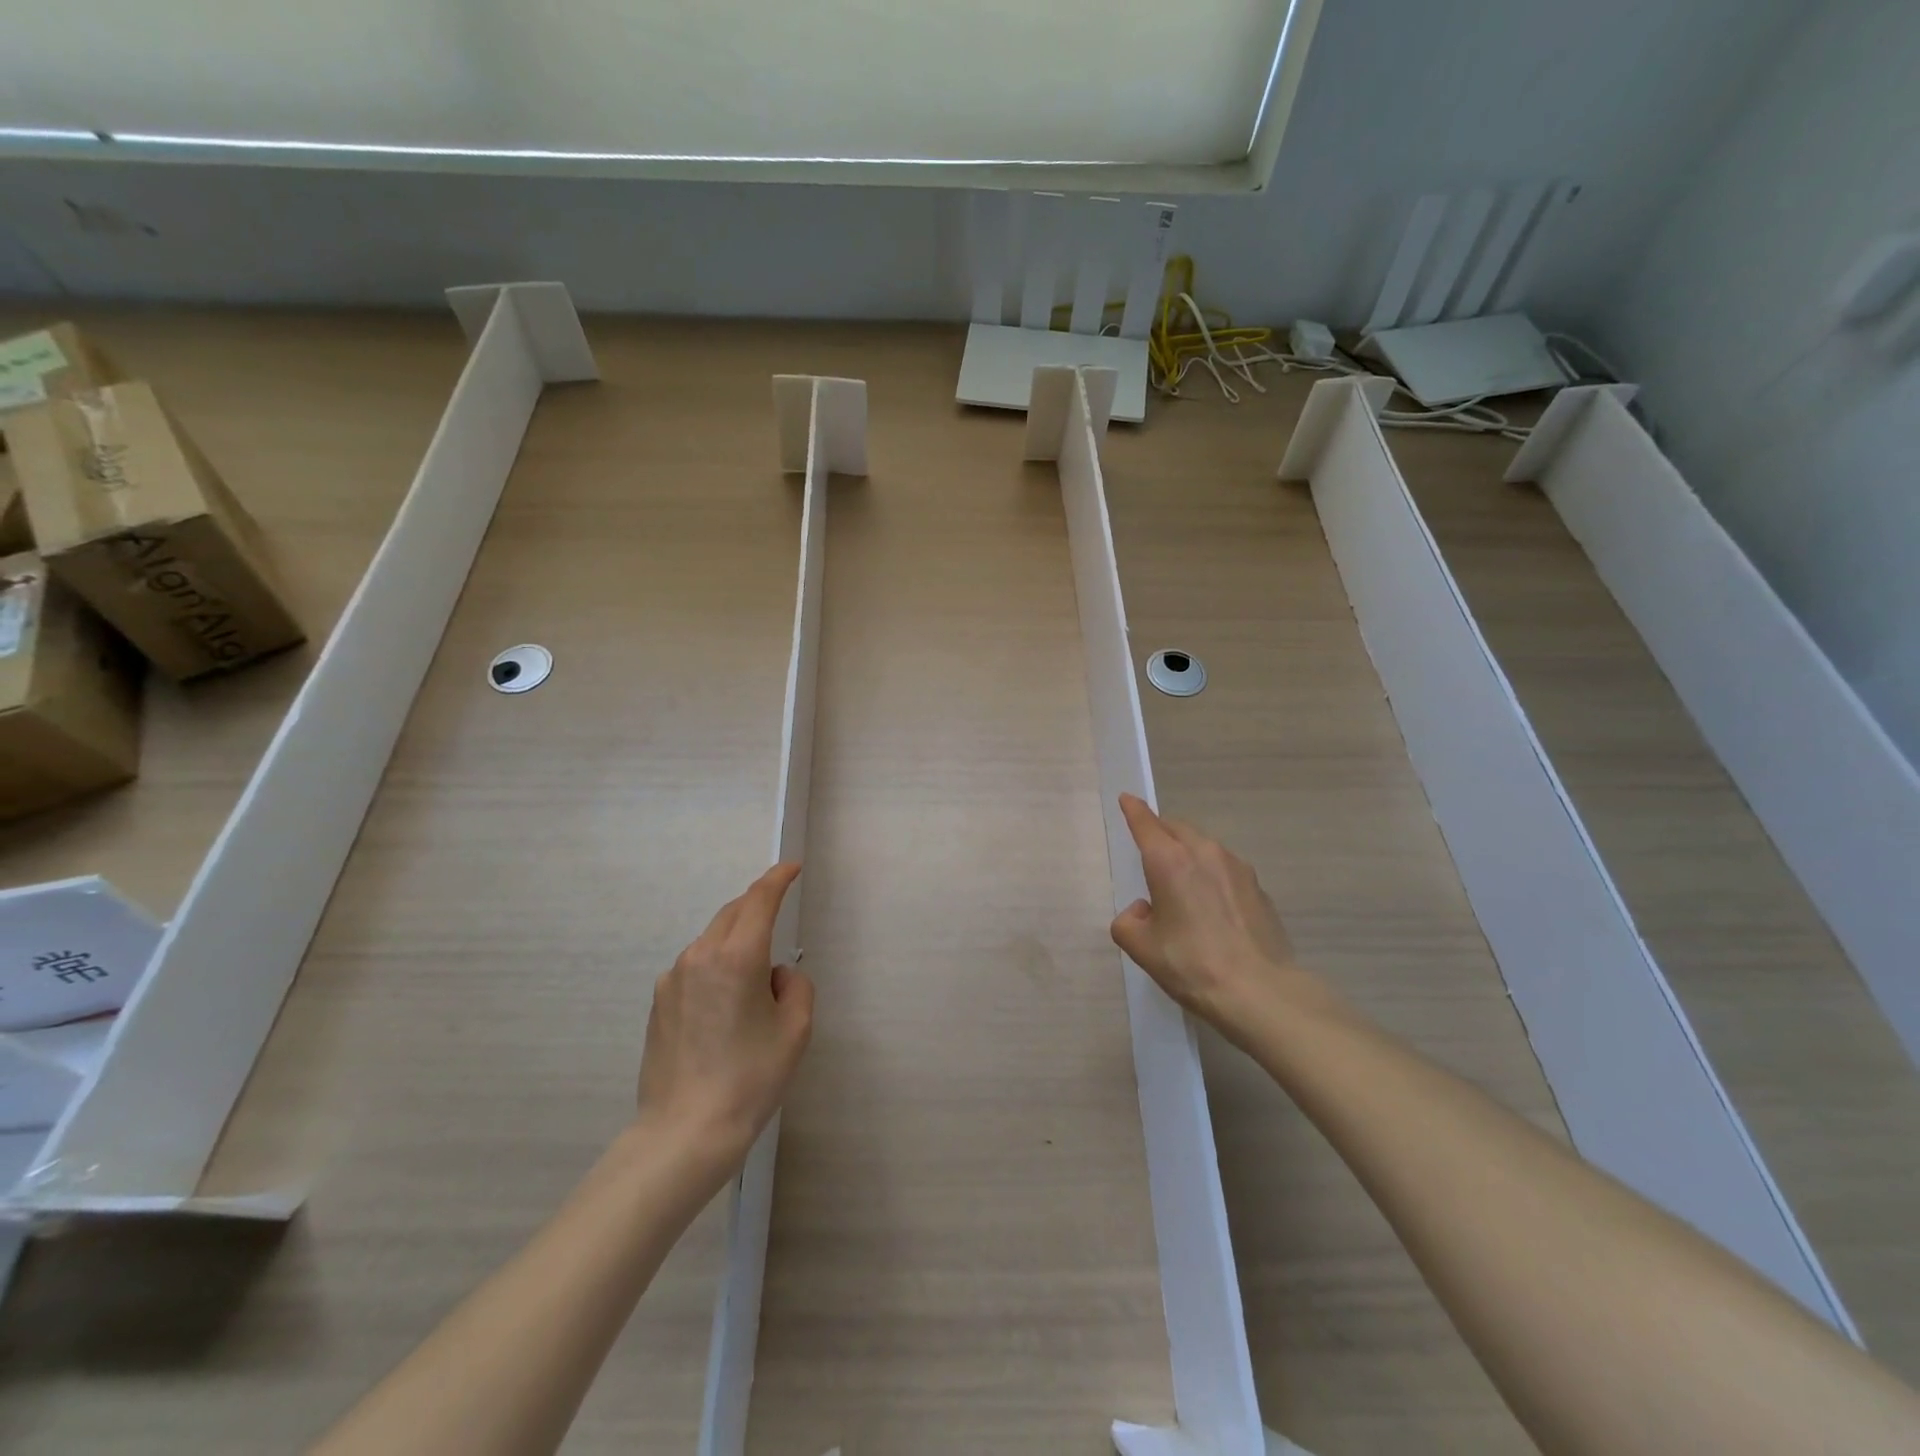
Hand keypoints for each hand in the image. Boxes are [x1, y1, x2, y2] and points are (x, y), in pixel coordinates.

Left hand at [636, 863, 813, 1163]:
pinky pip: (694, 966)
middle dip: (757, 904)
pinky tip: (724, 1004)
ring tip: (754, 976)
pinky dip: (715, 965)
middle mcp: (701, 956)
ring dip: (736, 938)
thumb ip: (795, 986)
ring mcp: (673, 978)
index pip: (760, 900)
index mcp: (738, 957)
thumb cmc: (750, 1078)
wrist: (684, 1132)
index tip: (792, 867)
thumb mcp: (795, 1030)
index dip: (778, 878)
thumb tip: (774, 976)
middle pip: (733, 913)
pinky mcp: (659, 1001)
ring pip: (712, 939)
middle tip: (778, 910)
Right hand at [1110, 795, 1319, 1043]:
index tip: (1127, 799)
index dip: (1134, 810)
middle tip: (1149, 847)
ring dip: (1188, 853)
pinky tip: (1210, 905)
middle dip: (1161, 831)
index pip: (1146, 823)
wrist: (1260, 992)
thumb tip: (1143, 911)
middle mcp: (1204, 853)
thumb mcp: (1141, 948)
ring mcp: (1237, 868)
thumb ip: (1128, 922)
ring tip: (1180, 882)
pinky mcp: (1259, 888)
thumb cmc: (1191, 964)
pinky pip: (1225, 869)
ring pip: (1204, 846)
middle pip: (1178, 829)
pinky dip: (1211, 875)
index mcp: (1170, 861)